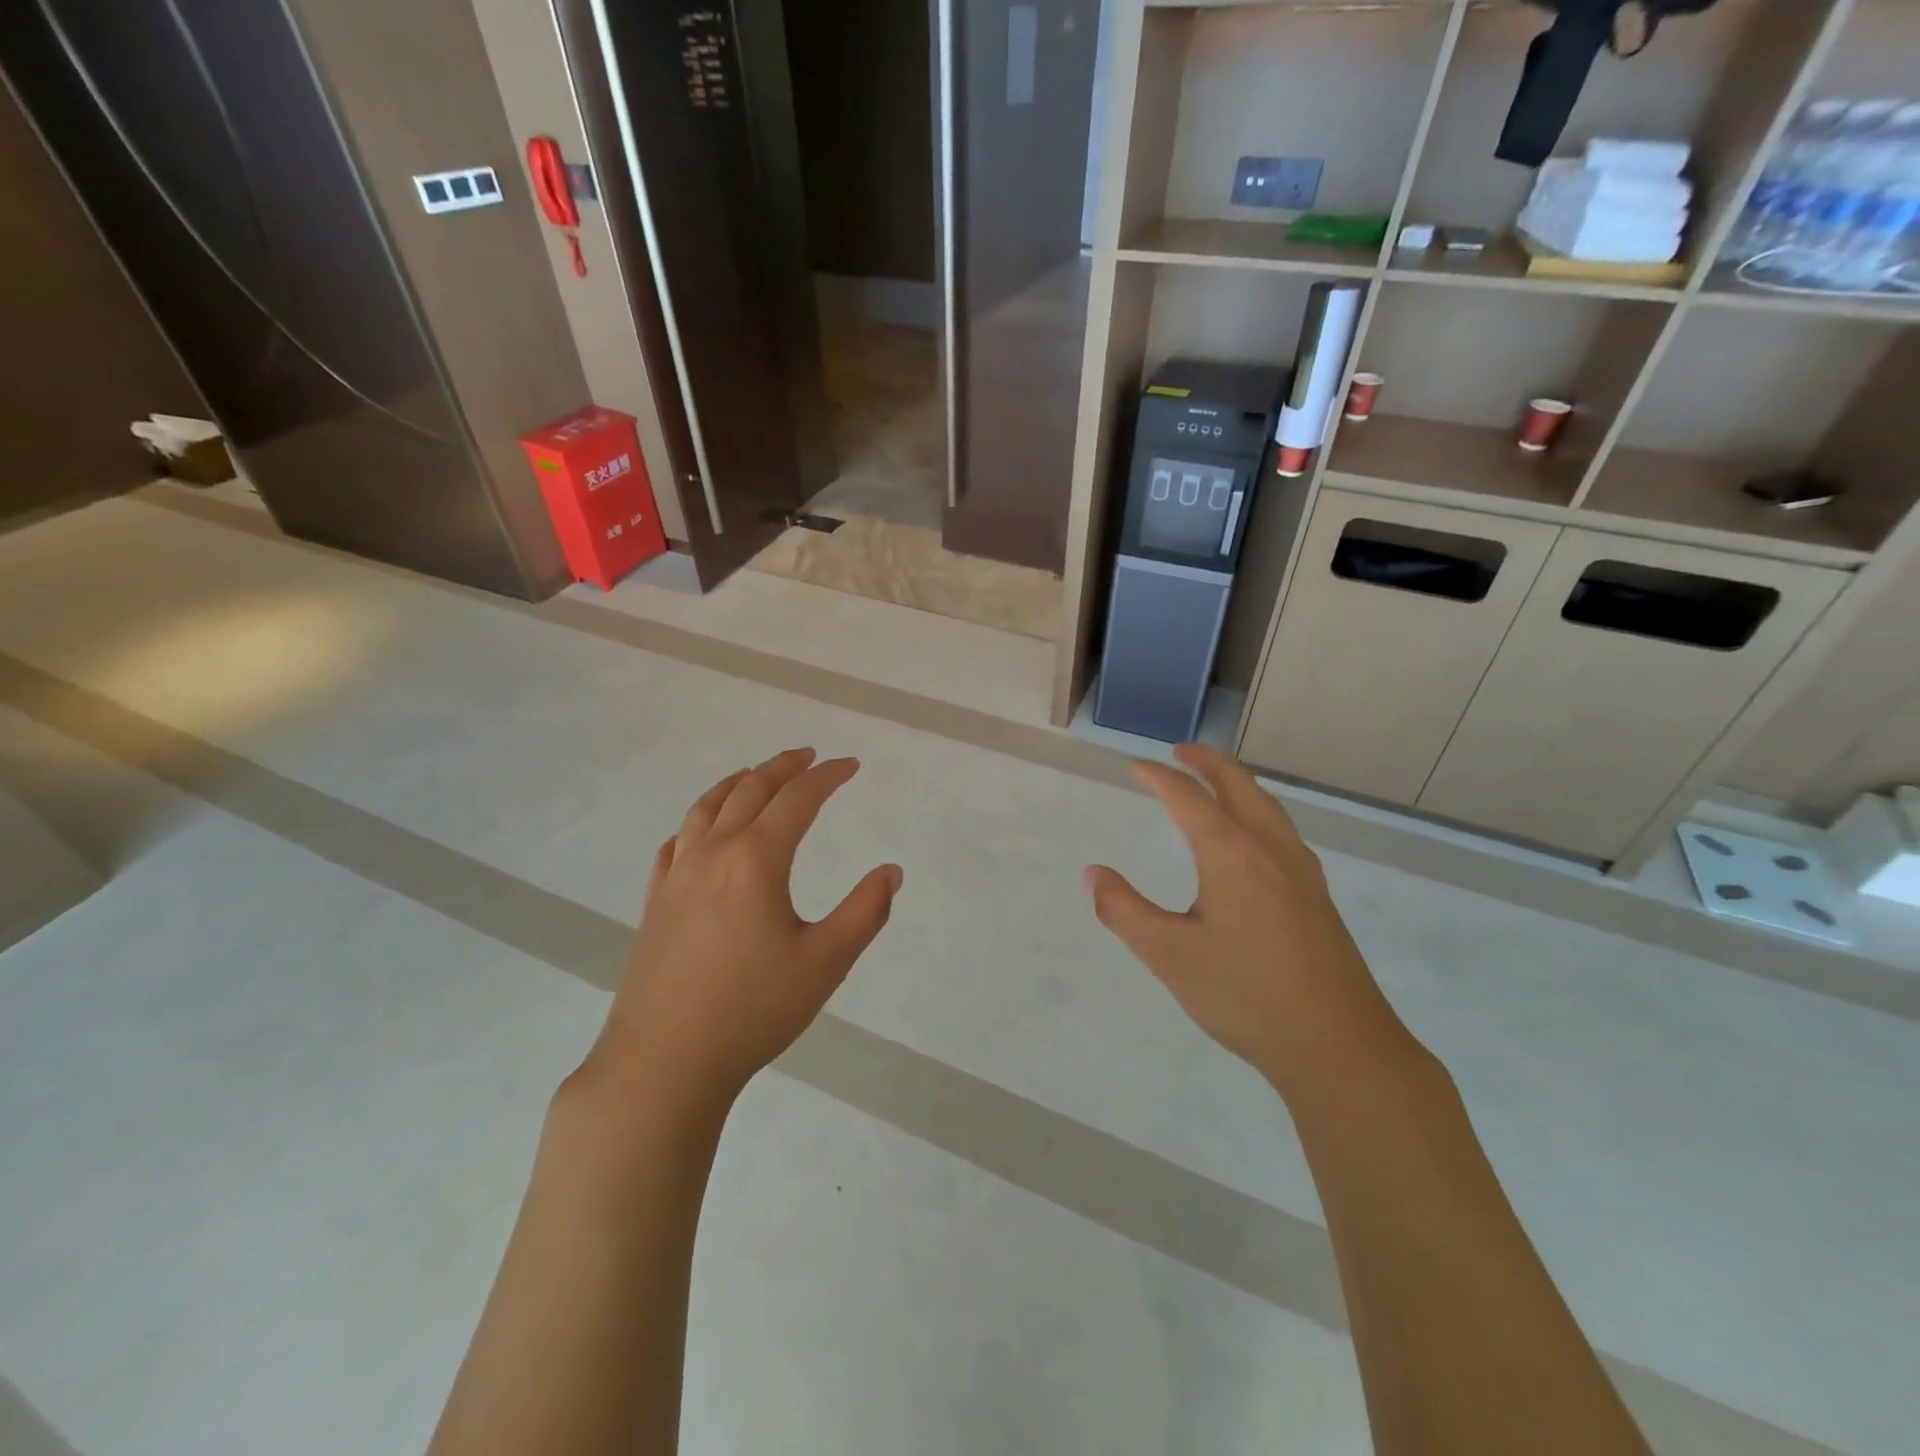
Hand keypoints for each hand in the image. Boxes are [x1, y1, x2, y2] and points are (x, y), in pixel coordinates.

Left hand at [576, 748, 901, 1122]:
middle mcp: (713, 853)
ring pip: (706, 808)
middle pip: (750, 790)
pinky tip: (703, 831)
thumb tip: (891, 872)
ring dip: (737, 782)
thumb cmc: (753, 1010)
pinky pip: (677, 842)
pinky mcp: (655, 902)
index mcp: (756, 859)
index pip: (798, 799)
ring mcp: (677, 876)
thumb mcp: (825, 963)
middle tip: (809, 756)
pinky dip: (698, 820)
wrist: (664, 1063)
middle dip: (783, 767)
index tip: (850, 765)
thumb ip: (865, 912)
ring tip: (755, 774)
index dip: (827, 776)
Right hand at [1086, 744, 1423, 1104]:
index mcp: (1231, 854)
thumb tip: (1094, 874)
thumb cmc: (1246, 996)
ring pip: (1268, 807)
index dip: (1160, 778)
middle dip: (1208, 763)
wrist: (1340, 1046)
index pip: (1188, 799)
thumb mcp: (1169, 955)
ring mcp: (1301, 872)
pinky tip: (1257, 839)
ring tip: (1216, 783)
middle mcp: (1270, 850)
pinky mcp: (1318, 897)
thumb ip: (1124, 911)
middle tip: (1180, 751)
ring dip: (1238, 784)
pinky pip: (1284, 832)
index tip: (1137, 767)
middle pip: (1239, 786)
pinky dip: (1259, 812)